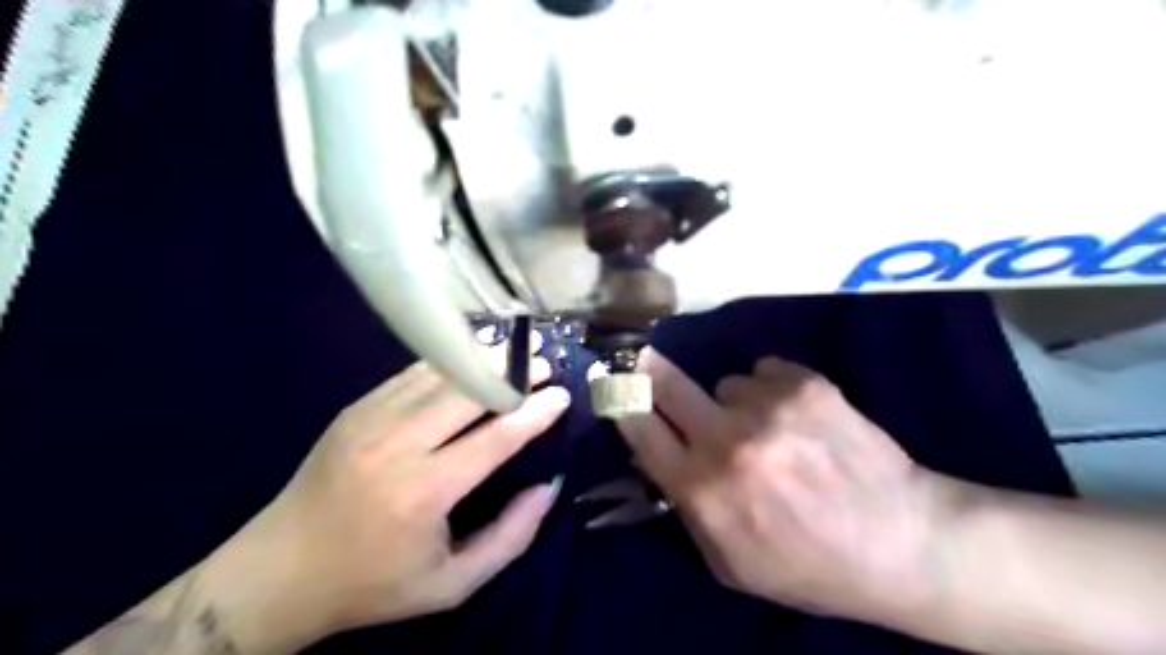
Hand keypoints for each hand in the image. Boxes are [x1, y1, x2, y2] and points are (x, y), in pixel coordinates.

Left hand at [197, 336, 571, 650]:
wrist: (279, 572)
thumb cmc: (374, 583)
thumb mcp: (452, 584)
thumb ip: (511, 536)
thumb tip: (549, 486)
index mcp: (424, 492)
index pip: (494, 438)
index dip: (533, 413)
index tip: (561, 395)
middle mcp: (397, 445)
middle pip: (468, 392)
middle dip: (513, 373)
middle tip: (544, 362)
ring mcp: (370, 420)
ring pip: (441, 374)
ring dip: (484, 359)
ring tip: (516, 351)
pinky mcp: (355, 409)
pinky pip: (412, 375)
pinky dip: (449, 362)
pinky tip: (472, 356)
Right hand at [613, 349, 939, 625]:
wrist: (903, 543)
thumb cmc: (807, 565)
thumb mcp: (728, 562)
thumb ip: (684, 507)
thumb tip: (653, 452)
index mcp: (701, 488)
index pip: (638, 426)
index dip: (621, 400)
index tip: (613, 382)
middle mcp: (727, 440)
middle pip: (665, 382)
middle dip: (649, 370)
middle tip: (645, 360)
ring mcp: (768, 406)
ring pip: (725, 381)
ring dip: (733, 400)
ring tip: (767, 428)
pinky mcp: (807, 384)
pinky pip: (765, 370)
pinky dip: (773, 389)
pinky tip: (798, 417)